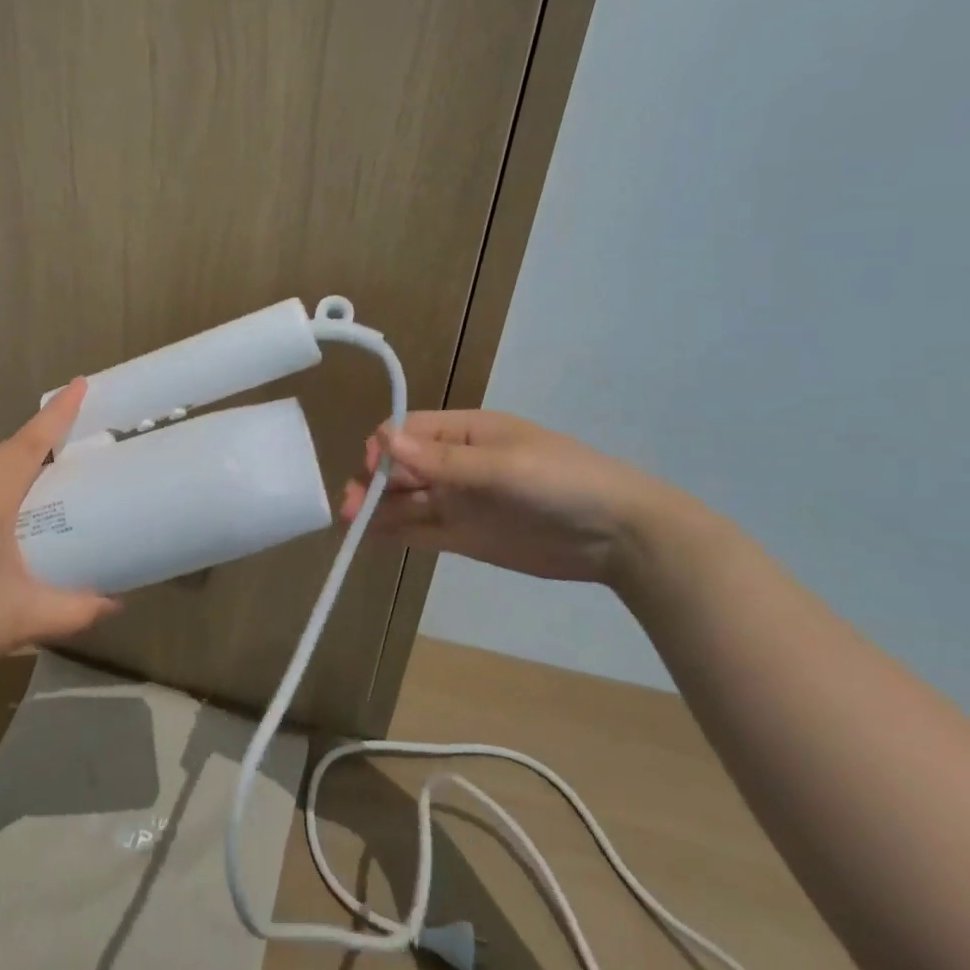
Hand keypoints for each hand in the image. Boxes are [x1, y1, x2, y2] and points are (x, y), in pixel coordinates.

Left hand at [0, 379, 119, 688]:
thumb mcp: (25, 618)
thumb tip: (116, 605)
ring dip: (15, 459)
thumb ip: (78, 609)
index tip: (79, 384)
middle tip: (75, 435)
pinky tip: (1, 508)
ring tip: (45, 470)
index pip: (30, 443)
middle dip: (41, 435)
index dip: (57, 413)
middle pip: (6, 449)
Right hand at [339, 410, 690, 588]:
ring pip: (407, 501)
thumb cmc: (561, 482)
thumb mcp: (502, 466)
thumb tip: (384, 439)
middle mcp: (455, 464)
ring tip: (350, 521)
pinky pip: (422, 530)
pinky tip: (370, 536)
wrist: (620, 537)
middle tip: (349, 504)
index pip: (410, 432)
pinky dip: (396, 532)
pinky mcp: (466, 537)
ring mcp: (460, 501)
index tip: (372, 470)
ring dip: (378, 508)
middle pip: (402, 468)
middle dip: (374, 481)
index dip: (386, 448)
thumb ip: (442, 459)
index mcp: (466, 432)